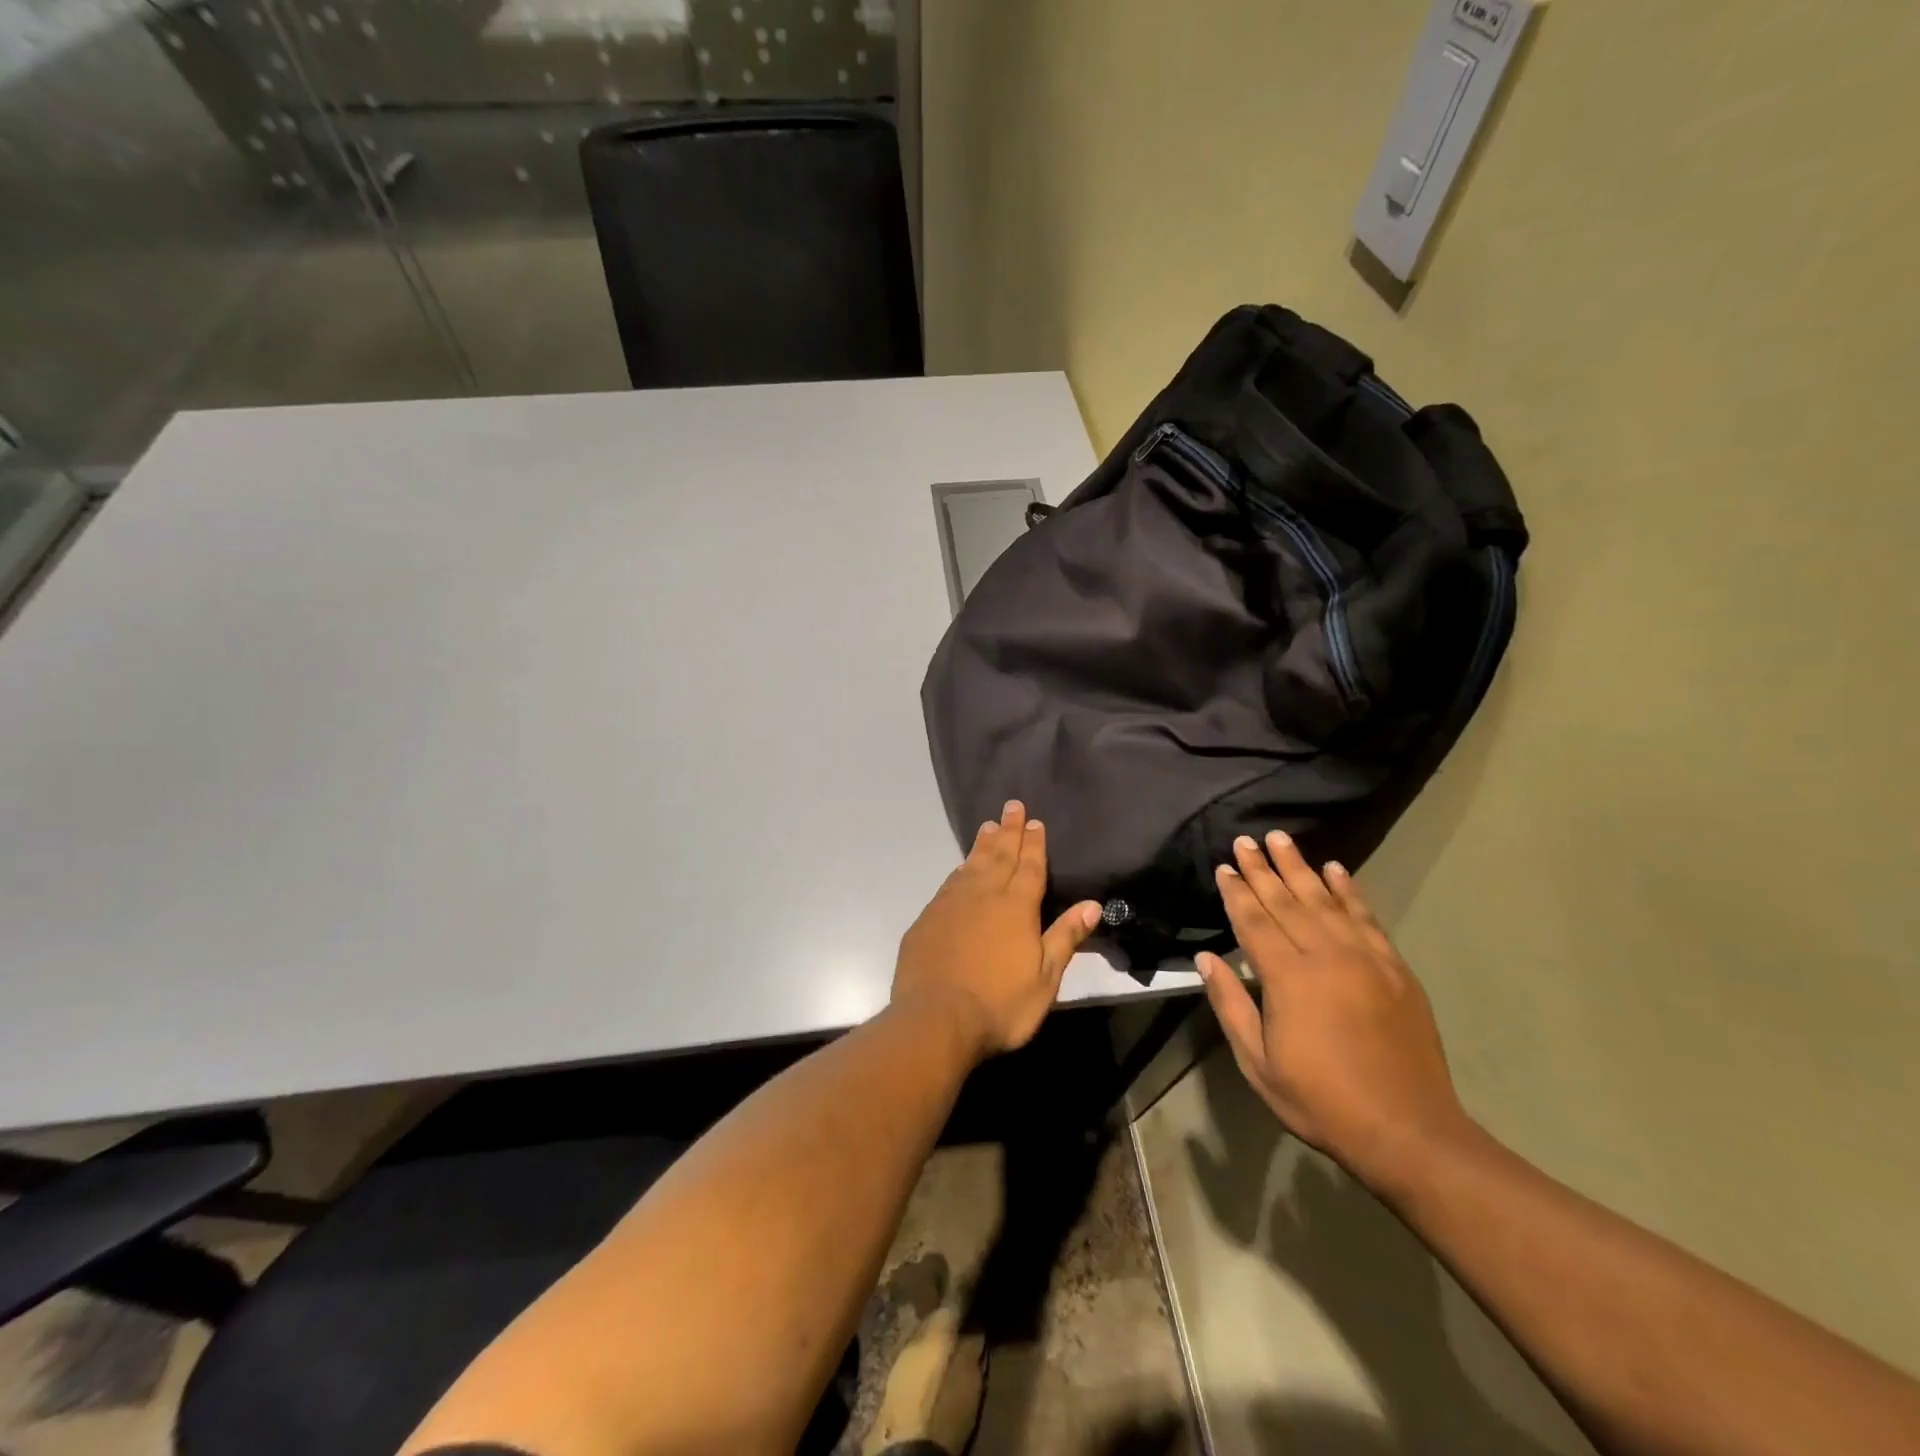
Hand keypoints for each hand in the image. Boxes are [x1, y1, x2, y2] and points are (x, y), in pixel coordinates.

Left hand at [893, 799, 1102, 1060]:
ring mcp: (951, 905)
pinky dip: (959, 869)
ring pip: (971, 865)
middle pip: (1000, 856)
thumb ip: (1065, 937)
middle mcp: (984, 895)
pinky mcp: (927, 919)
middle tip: (1012, 806)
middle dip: (1009, 831)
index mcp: (1016, 908)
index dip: (1034, 844)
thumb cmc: (1000, 1004)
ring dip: (983, 844)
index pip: (1030, 867)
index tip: (1035, 821)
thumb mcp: (1045, 978)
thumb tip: (1092, 904)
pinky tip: (961, 868)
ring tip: (989, 826)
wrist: (936, 1019)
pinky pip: (949, 884)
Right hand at [1195, 831, 1473, 1192]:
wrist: (1408, 1130)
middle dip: (1263, 869)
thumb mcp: (1258, 1063)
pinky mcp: (1394, 968)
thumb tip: (1205, 959)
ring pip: (1325, 900)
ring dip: (1301, 867)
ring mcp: (1365, 958)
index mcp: (1288, 978)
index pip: (1254, 922)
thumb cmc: (1321, 1100)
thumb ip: (1230, 1005)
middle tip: (1247, 840)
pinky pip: (1367, 917)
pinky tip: (1337, 870)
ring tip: (1282, 839)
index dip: (1237, 893)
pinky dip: (1349, 891)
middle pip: (1287, 901)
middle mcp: (1326, 956)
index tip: (1224, 866)